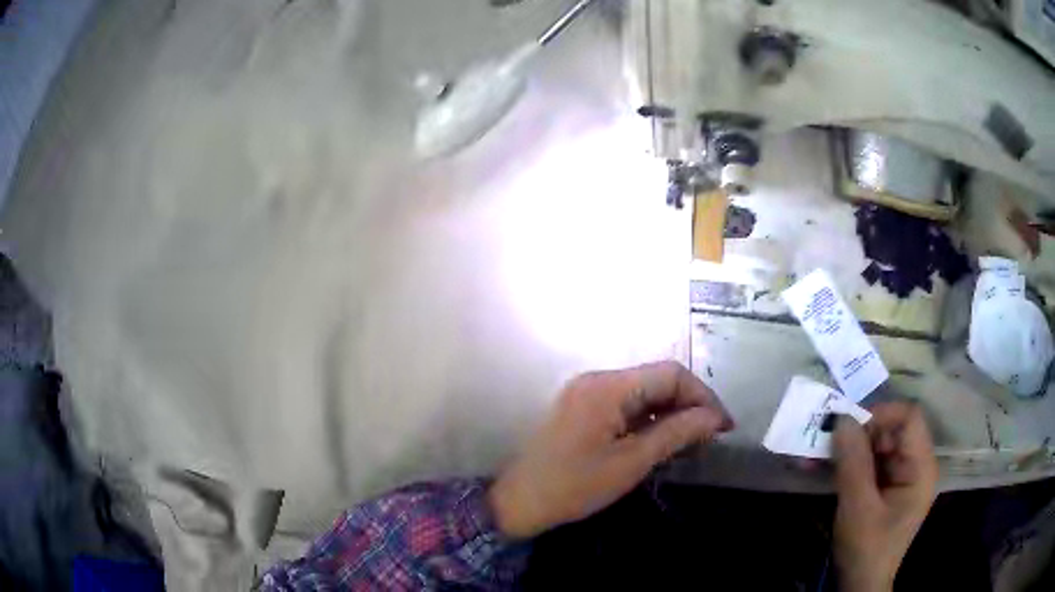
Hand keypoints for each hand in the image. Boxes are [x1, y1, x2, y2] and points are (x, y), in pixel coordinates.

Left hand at [488, 361, 733, 538]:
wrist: (519, 502)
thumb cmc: (574, 487)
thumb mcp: (631, 463)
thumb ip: (676, 433)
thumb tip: (715, 418)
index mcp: (607, 387)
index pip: (670, 374)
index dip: (703, 396)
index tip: (723, 426)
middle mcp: (597, 380)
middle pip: (657, 380)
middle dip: (689, 405)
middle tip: (710, 438)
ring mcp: (587, 392)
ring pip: (644, 392)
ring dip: (671, 413)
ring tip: (692, 443)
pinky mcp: (583, 407)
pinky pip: (626, 405)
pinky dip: (649, 419)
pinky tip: (663, 441)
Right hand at [833, 402, 937, 591]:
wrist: (859, 584)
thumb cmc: (866, 549)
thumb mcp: (858, 509)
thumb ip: (853, 463)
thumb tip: (842, 418)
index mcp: (921, 466)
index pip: (909, 418)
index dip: (880, 414)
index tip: (847, 426)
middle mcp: (914, 464)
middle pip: (890, 429)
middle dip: (856, 432)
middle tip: (824, 440)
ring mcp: (899, 475)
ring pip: (874, 445)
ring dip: (845, 448)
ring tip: (813, 454)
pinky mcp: (883, 485)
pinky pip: (866, 462)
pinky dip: (844, 462)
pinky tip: (819, 466)